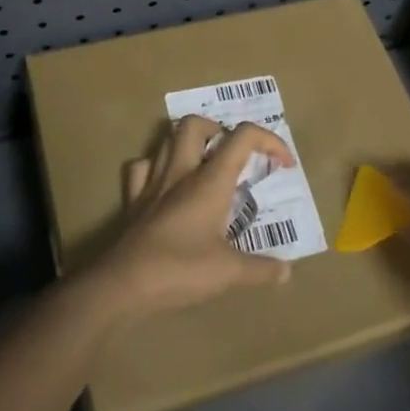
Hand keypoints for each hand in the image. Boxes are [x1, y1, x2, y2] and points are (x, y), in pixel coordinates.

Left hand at [84, 115, 297, 318]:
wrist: (123, 286)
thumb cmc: (180, 271)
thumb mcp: (228, 272)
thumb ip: (261, 269)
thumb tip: (286, 272)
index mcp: (210, 182)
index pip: (243, 137)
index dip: (270, 141)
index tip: (283, 164)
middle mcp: (181, 173)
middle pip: (196, 125)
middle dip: (220, 130)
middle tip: (234, 156)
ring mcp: (152, 184)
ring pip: (167, 140)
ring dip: (189, 143)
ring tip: (205, 164)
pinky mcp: (133, 201)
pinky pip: (141, 167)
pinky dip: (157, 166)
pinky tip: (166, 183)